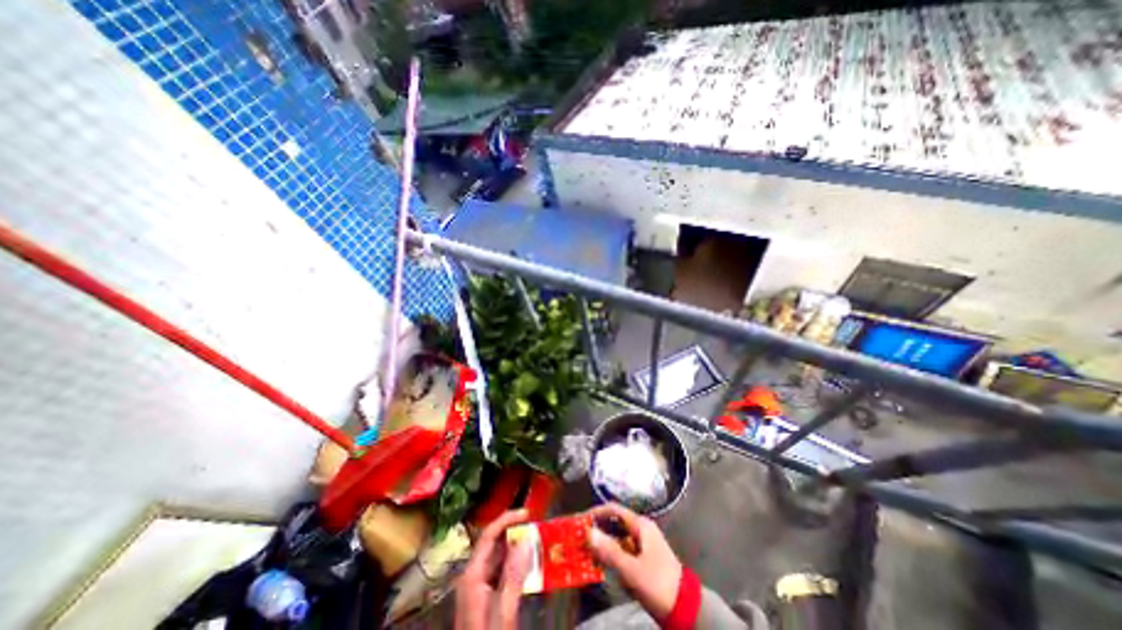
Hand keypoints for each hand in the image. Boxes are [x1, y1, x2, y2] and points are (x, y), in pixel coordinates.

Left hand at [453, 509, 531, 629]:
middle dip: (514, 532)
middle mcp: (473, 576)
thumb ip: (513, 577)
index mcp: (472, 575)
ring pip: (499, 558)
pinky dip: (516, 564)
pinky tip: (529, 565)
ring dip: (517, 548)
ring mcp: (479, 588)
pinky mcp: (485, 598)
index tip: (528, 513)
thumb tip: (526, 539)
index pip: (488, 535)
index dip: (506, 519)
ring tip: (537, 541)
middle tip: (537, 527)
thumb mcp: (502, 613)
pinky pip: (501, 572)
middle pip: (493, 544)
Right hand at [589, 502, 683, 620]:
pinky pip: (621, 549)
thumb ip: (610, 551)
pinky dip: (610, 553)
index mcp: (641, 525)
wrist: (685, 609)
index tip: (579, 521)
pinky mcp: (642, 557)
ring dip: (602, 543)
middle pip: (614, 522)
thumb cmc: (658, 583)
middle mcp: (641, 529)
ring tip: (585, 550)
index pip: (613, 510)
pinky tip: (600, 563)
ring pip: (617, 537)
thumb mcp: (632, 569)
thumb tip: (588, 533)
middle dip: (597, 529)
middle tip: (579, 537)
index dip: (595, 513)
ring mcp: (642, 543)